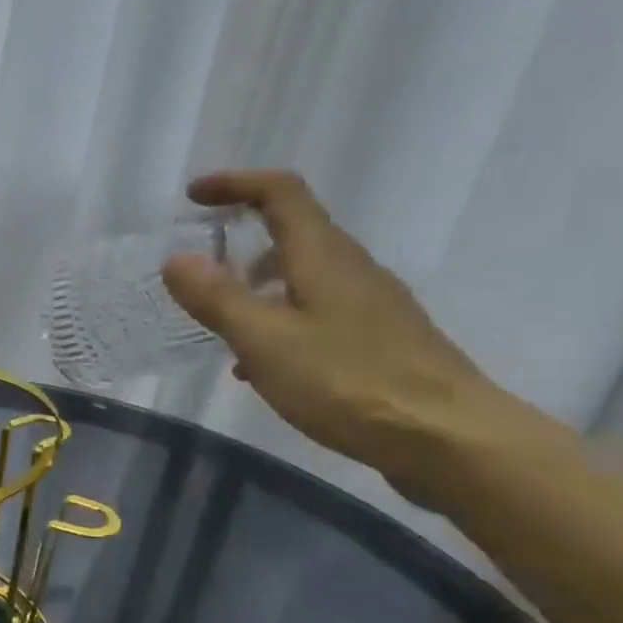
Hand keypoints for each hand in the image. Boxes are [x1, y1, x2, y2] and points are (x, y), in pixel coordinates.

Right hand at [161, 170, 557, 496]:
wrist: (446, 437)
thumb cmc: (349, 382)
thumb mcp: (266, 340)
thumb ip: (218, 299)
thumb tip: (176, 259)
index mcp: (323, 256)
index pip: (280, 193)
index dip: (235, 184)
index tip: (193, 196)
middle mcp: (350, 268)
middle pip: (293, 232)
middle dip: (240, 238)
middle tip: (198, 267)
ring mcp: (370, 304)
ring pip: (303, 277)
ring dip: (257, 286)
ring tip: (220, 324)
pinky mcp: (378, 339)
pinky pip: (316, 313)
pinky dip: (279, 321)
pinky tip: (260, 367)